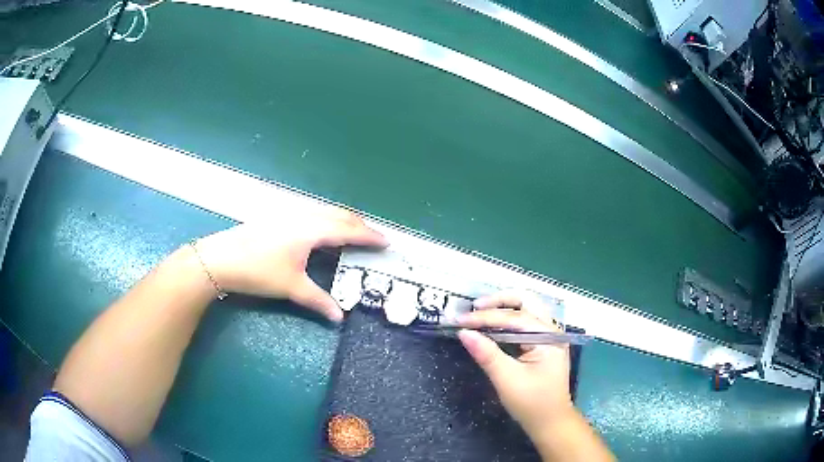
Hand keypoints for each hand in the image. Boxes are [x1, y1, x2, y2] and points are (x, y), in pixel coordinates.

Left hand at [192, 207, 386, 321]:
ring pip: (324, 212)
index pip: (348, 230)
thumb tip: (340, 317)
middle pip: (339, 215)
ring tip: (351, 235)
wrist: (220, 259)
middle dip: (359, 225)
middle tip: (372, 238)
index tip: (386, 241)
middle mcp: (303, 216)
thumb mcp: (290, 287)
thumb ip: (318, 300)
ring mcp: (288, 214)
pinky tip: (320, 233)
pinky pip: (311, 214)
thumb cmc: (258, 271)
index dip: (369, 236)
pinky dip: (326, 221)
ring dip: (342, 221)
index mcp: (311, 230)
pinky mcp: (277, 217)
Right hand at [457, 292, 574, 438]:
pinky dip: (508, 319)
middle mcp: (551, 330)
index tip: (459, 321)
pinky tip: (493, 326)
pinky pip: (525, 322)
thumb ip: (487, 354)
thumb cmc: (532, 403)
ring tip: (480, 313)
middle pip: (526, 301)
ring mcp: (549, 336)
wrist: (551, 422)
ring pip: (527, 308)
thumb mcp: (507, 380)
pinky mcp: (543, 344)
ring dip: (504, 307)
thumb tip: (464, 333)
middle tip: (474, 308)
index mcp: (547, 337)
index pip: (513, 317)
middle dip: (499, 301)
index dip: (484, 318)